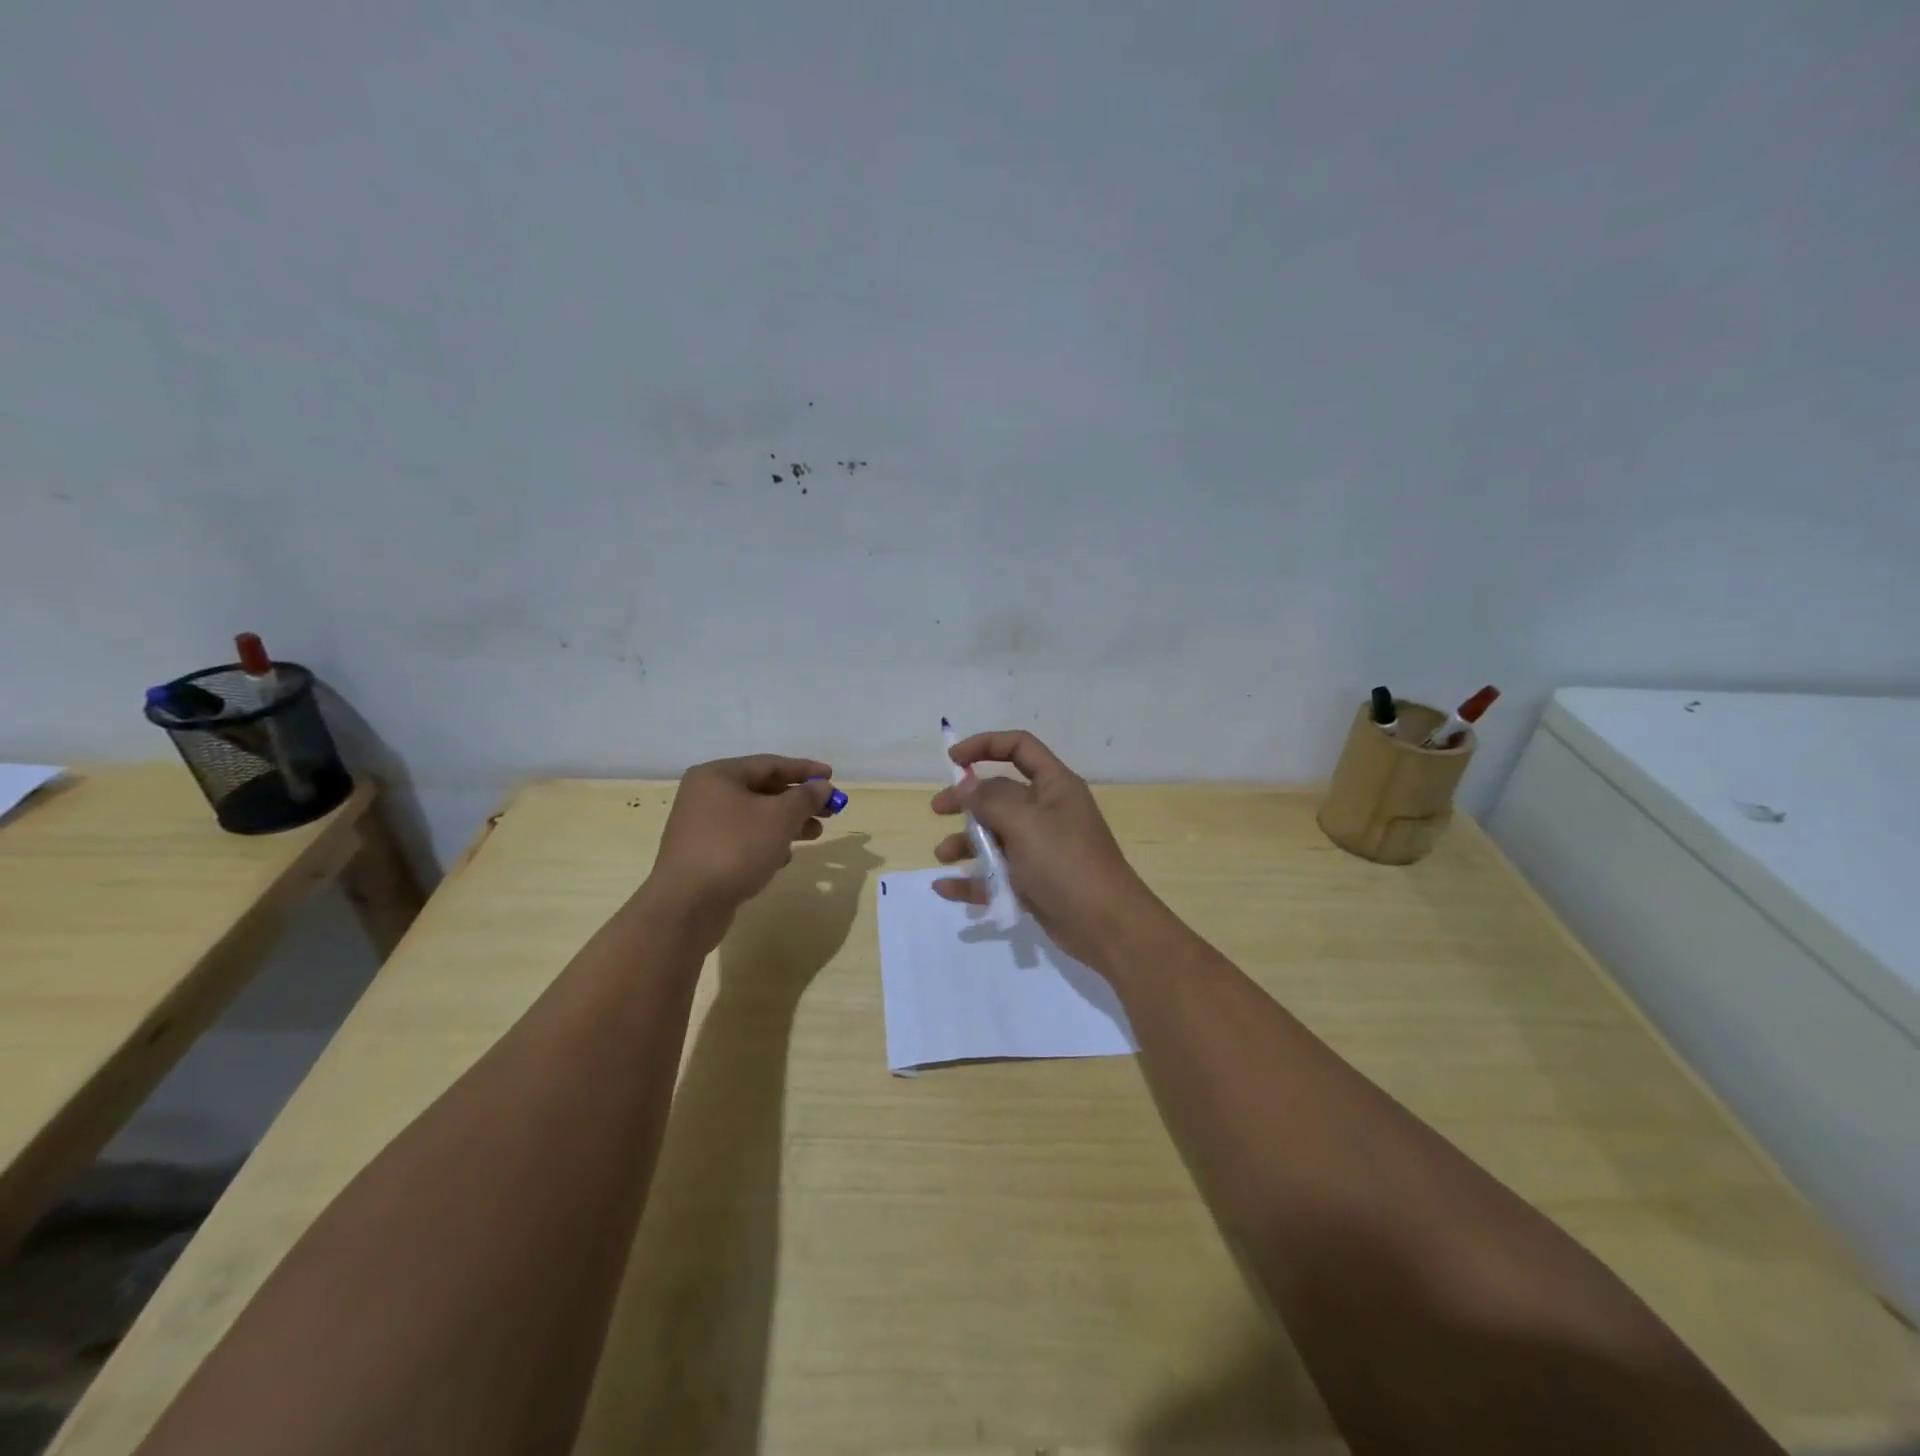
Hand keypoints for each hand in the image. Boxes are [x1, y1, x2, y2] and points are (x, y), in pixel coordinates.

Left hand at [648, 755, 843, 926]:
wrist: (686, 905)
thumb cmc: (735, 848)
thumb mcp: (779, 818)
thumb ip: (805, 797)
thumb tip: (822, 786)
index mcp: (718, 775)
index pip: (769, 764)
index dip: (805, 770)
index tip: (832, 778)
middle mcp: (705, 795)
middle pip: (762, 790)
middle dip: (798, 800)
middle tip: (829, 810)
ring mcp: (701, 826)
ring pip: (754, 817)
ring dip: (787, 823)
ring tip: (815, 834)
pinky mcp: (703, 855)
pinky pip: (742, 839)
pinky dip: (766, 843)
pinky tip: (783, 858)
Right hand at [931, 730, 1155, 969]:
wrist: (1105, 926)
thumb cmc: (1066, 863)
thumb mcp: (1025, 823)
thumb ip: (990, 799)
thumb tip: (967, 785)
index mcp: (1054, 786)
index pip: (1019, 747)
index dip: (986, 745)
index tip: (953, 761)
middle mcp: (1047, 812)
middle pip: (1000, 794)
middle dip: (966, 800)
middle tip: (937, 810)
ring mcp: (1040, 849)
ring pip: (995, 836)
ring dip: (965, 842)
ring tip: (942, 855)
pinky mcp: (1033, 882)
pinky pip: (995, 874)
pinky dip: (971, 879)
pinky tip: (945, 888)